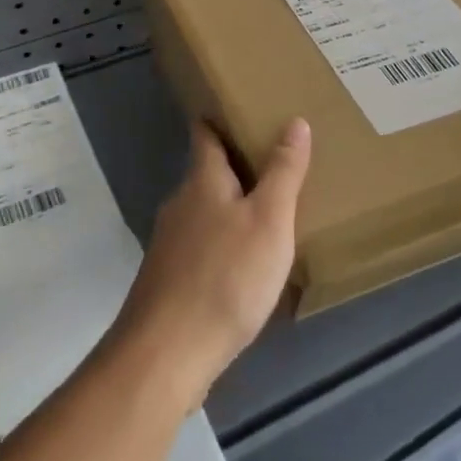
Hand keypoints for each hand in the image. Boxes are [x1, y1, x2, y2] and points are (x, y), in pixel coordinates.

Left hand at [108, 118, 311, 408]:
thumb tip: (293, 121)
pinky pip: (201, 247)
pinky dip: (223, 243)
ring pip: (204, 212)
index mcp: (202, 181)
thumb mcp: (268, 220)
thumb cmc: (225, 276)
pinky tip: (244, 266)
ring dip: (230, 207)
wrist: (167, 352)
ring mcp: (170, 244)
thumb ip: (283, 172)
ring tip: (267, 212)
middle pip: (206, 173)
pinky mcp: (169, 280)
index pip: (205, 134)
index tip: (239, 107)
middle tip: (274, 161)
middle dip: (235, 166)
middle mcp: (180, 204)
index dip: (219, 118)